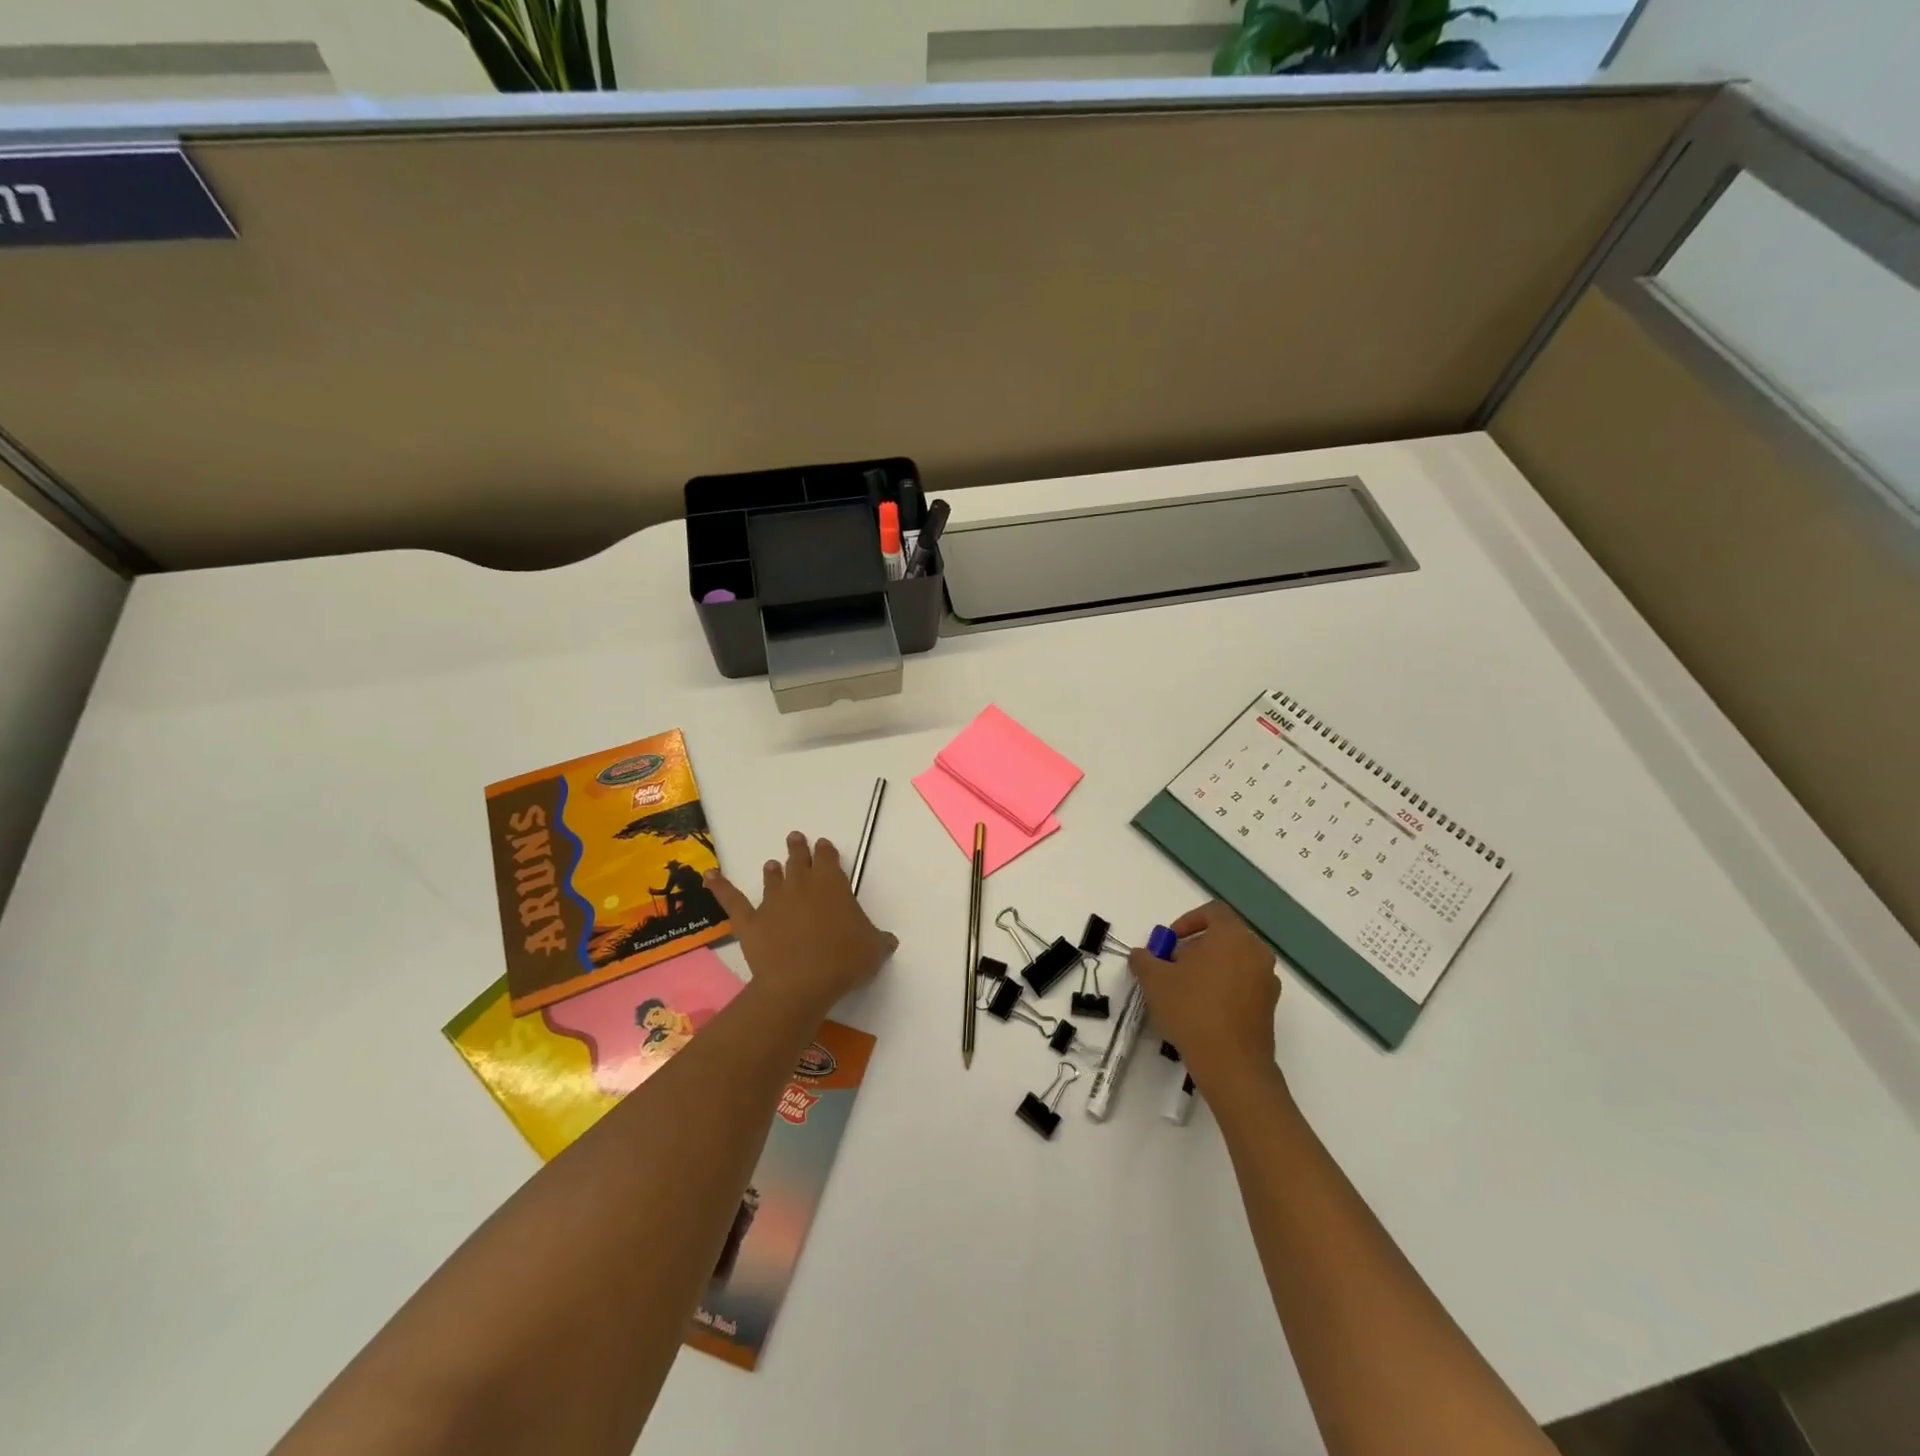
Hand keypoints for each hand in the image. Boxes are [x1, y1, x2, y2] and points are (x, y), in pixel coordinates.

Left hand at [706, 832, 897, 1014]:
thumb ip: (879, 940)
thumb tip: (888, 940)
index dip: (826, 851)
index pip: (828, 858)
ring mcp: (773, 902)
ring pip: (772, 879)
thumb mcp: (873, 950)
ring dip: (774, 871)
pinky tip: (709, 876)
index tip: (823, 846)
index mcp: (832, 884)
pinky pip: (732, 900)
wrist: (800, 983)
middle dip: (799, 850)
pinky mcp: (750, 922)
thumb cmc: (843, 960)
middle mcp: (801, 885)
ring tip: (772, 865)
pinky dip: (720, 887)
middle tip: (796, 839)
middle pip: (799, 861)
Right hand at [1128, 901, 1281, 1099]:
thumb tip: (1142, 955)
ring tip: (1183, 993)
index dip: (1186, 921)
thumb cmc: (1192, 1009)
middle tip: (1170, 968)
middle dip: (1193, 949)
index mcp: (1233, 936)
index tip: (1168, 943)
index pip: (1212, 912)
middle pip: (1222, 937)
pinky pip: (1242, 986)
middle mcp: (1256, 952)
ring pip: (1233, 962)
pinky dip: (1222, 989)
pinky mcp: (1269, 1008)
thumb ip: (1144, 959)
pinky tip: (1201, 1012)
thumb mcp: (1154, 980)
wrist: (1231, 1064)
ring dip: (1207, 970)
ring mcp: (1267, 981)